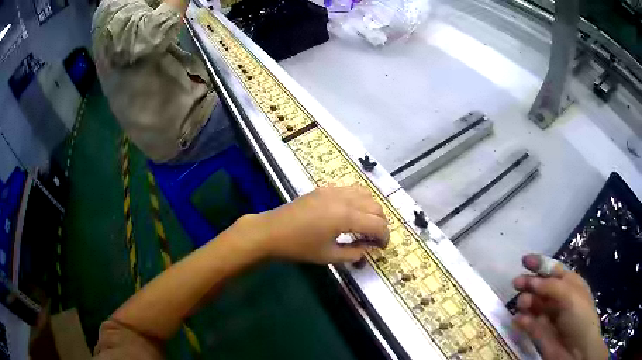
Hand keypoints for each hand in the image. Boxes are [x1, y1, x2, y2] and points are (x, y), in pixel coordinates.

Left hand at [241, 186, 389, 263]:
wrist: (272, 231)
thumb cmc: (299, 247)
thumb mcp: (329, 256)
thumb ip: (354, 253)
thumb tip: (369, 249)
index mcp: (346, 216)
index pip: (377, 224)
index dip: (384, 237)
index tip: (382, 248)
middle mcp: (344, 198)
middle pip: (375, 207)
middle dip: (381, 223)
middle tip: (375, 239)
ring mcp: (334, 190)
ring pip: (366, 194)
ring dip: (372, 209)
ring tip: (366, 225)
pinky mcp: (325, 188)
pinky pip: (351, 189)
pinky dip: (360, 199)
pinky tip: (352, 212)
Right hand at [513, 254, 608, 359]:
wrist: (576, 351)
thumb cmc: (579, 317)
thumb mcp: (570, 296)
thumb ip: (551, 286)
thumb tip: (531, 281)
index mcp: (569, 284)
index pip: (553, 270)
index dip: (540, 264)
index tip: (524, 260)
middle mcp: (557, 297)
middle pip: (540, 286)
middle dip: (529, 282)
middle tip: (517, 284)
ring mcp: (547, 315)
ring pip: (532, 303)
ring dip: (525, 301)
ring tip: (523, 304)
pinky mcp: (538, 332)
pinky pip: (527, 322)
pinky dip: (522, 319)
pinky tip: (520, 319)